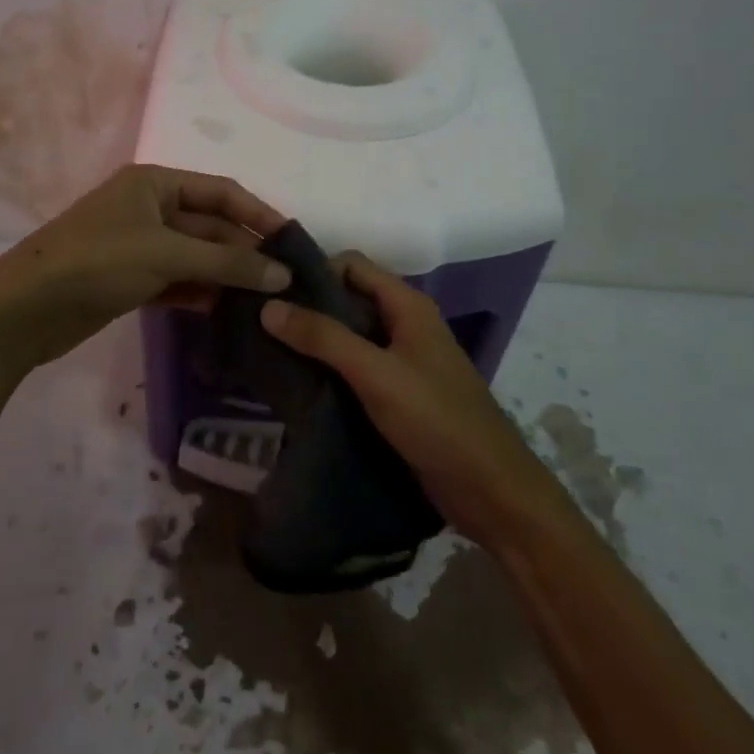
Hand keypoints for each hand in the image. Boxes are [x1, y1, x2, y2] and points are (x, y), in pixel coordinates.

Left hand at [0, 165, 290, 373]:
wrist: (25, 309)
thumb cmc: (97, 262)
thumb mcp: (166, 254)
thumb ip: (226, 262)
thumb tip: (282, 274)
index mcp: (155, 183)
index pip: (221, 192)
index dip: (258, 214)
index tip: (293, 242)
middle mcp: (150, 208)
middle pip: (210, 226)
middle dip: (243, 252)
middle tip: (285, 282)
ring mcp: (139, 245)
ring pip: (196, 256)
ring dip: (226, 275)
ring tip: (266, 301)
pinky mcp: (131, 279)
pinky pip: (178, 281)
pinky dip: (201, 293)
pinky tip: (227, 312)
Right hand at [259, 251, 554, 546]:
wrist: (489, 489)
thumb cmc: (436, 419)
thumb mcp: (375, 373)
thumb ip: (323, 338)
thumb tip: (268, 306)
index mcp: (408, 305)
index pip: (352, 264)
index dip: (314, 270)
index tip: (273, 290)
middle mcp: (406, 323)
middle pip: (350, 298)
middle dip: (310, 306)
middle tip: (263, 322)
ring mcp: (404, 359)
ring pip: (351, 334)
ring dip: (317, 339)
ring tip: (272, 350)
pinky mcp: (399, 392)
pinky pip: (357, 366)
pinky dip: (330, 367)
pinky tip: (301, 382)